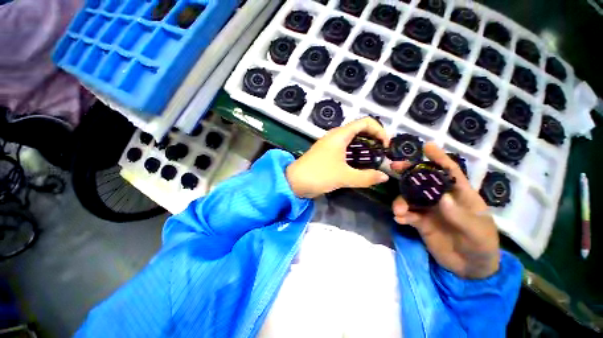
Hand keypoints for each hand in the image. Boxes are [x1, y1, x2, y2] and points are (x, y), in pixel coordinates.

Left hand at [286, 117, 390, 198]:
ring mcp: (330, 144)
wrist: (294, 181)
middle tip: (382, 154)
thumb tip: (384, 177)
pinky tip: (359, 165)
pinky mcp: (327, 153)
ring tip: (373, 160)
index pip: (365, 122)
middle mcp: (335, 136)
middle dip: (373, 139)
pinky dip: (355, 154)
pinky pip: (345, 149)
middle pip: (360, 130)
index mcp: (340, 135)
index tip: (385, 146)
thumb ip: (366, 177)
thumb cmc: (319, 175)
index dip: (379, 131)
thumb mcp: (344, 177)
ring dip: (364, 147)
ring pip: (352, 140)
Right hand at [392, 143, 499, 278]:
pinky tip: (399, 220)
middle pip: (423, 181)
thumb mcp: (477, 232)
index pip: (450, 172)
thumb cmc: (482, 245)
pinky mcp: (420, 222)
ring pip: (410, 198)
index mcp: (460, 195)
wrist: (471, 269)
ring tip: (398, 211)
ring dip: (401, 201)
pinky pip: (407, 214)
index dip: (439, 158)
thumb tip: (442, 198)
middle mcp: (442, 199)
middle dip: (409, 172)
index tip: (427, 146)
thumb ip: (460, 216)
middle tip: (394, 167)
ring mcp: (429, 210)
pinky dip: (401, 215)